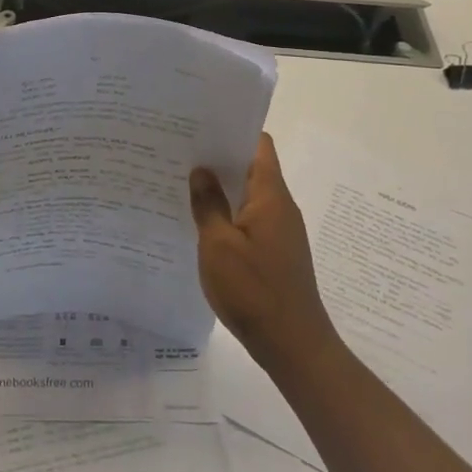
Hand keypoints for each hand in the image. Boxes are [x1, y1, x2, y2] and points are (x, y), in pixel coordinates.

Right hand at [190, 133, 337, 367]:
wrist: (293, 345)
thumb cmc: (254, 291)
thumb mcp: (219, 245)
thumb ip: (208, 204)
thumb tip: (201, 169)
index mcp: (271, 195)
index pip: (258, 144)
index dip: (232, 130)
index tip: (199, 126)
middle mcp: (280, 206)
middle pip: (251, 167)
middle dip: (218, 159)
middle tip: (179, 153)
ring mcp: (279, 230)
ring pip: (248, 195)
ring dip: (221, 188)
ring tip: (182, 183)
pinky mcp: (275, 252)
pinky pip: (249, 219)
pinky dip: (227, 214)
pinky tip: (200, 223)